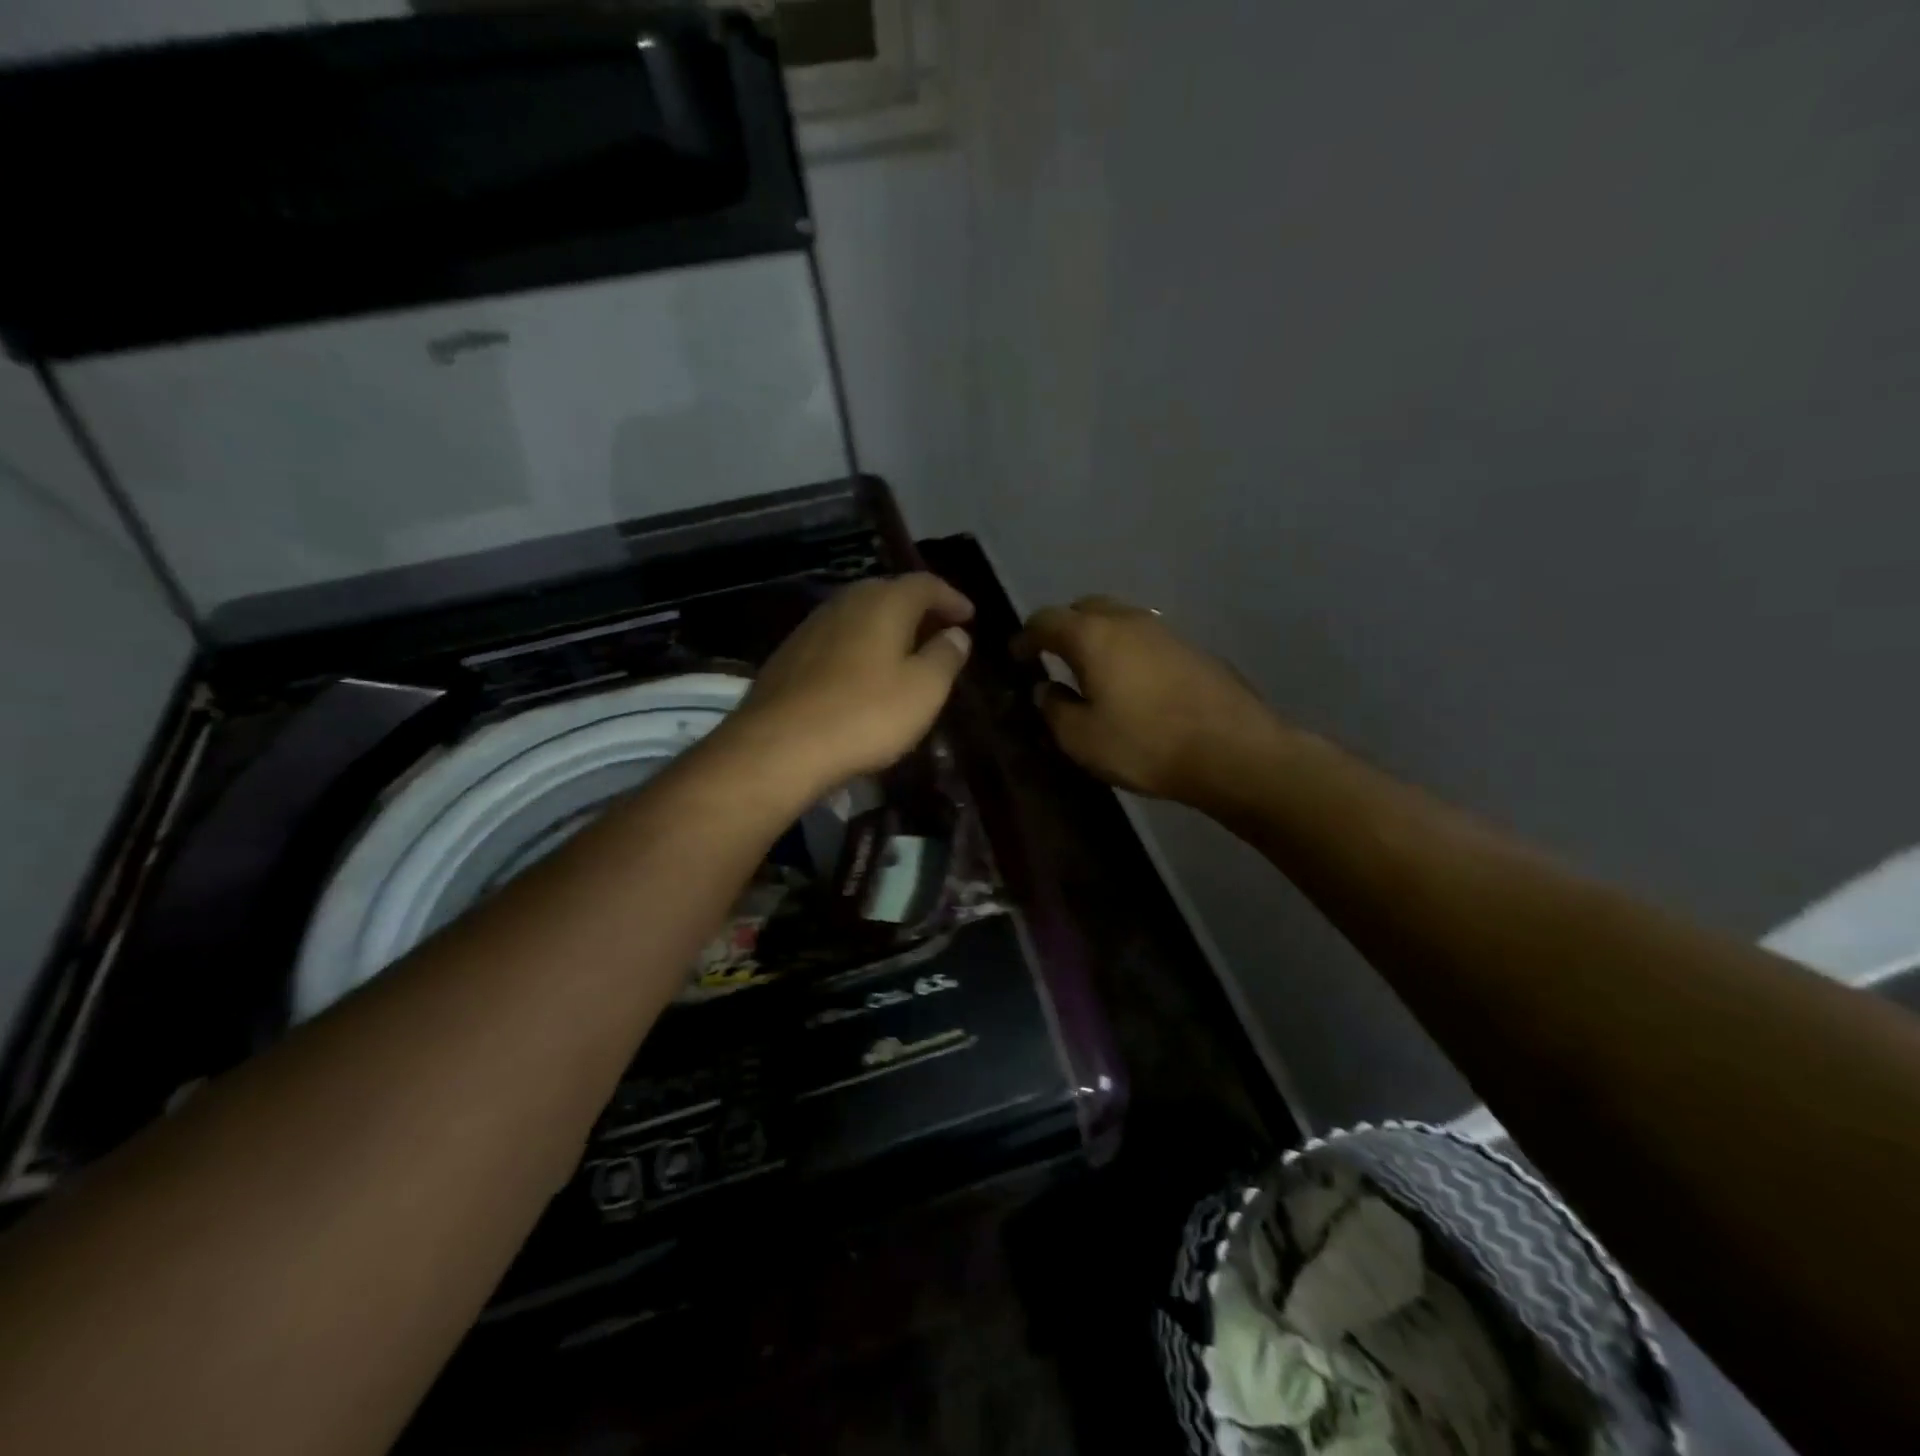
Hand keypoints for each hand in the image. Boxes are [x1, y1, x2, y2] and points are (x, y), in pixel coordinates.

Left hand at [719, 573, 974, 798]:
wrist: (779, 746)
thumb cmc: (865, 715)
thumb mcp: (923, 690)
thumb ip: (945, 657)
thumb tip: (956, 634)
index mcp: (883, 602)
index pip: (925, 584)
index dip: (951, 598)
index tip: (969, 616)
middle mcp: (845, 602)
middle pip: (888, 593)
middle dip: (917, 609)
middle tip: (939, 632)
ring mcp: (811, 626)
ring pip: (858, 615)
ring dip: (885, 628)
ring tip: (904, 653)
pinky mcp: (789, 655)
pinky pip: (836, 639)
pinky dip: (859, 646)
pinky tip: (862, 674)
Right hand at [1013, 596, 1280, 804]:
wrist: (1233, 750)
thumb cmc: (1146, 744)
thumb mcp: (1082, 738)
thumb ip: (1055, 708)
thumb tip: (1046, 689)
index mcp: (1093, 635)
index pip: (1046, 620)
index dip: (1026, 636)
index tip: (1017, 655)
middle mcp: (1128, 620)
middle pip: (1085, 609)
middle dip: (1065, 628)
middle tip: (1054, 656)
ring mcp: (1165, 630)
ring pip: (1119, 620)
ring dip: (1100, 637)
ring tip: (1093, 669)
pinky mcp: (1192, 647)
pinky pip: (1146, 638)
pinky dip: (1128, 650)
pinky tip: (1132, 681)